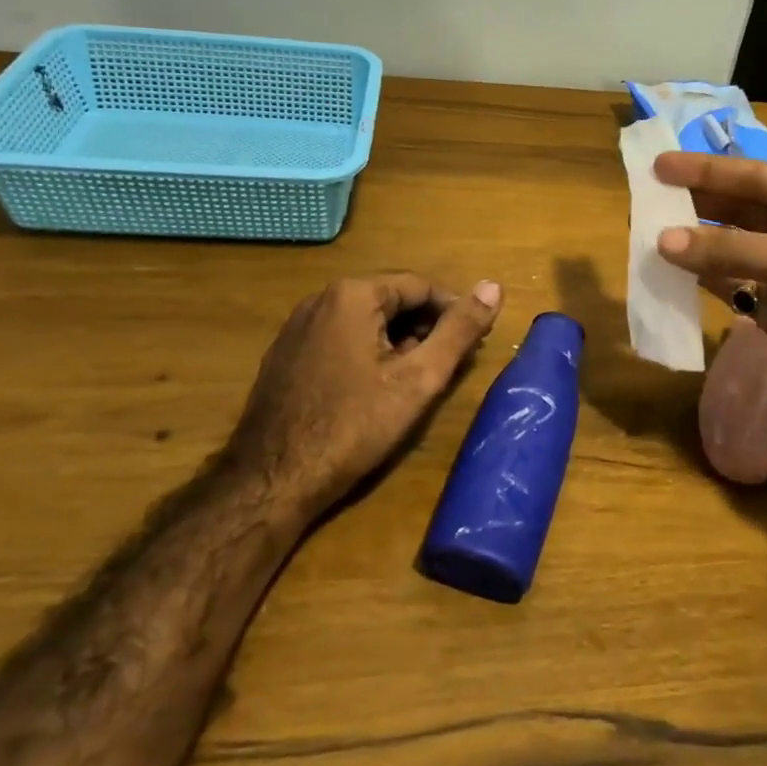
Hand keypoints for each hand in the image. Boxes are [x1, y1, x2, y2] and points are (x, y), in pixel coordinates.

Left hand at [232, 273, 501, 517]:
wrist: (272, 479)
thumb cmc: (354, 426)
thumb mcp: (419, 378)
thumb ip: (459, 330)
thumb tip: (494, 287)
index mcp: (353, 294)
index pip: (420, 286)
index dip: (453, 312)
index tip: (473, 342)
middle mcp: (320, 298)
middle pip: (390, 300)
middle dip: (424, 327)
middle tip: (446, 365)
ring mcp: (297, 326)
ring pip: (364, 320)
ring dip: (396, 341)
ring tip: (415, 380)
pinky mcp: (285, 354)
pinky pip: (338, 338)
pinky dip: (366, 352)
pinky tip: (374, 388)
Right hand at [653, 153, 766, 455]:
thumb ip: (730, 249)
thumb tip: (660, 242)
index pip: (755, 176)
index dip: (707, 170)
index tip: (659, 165)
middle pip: (739, 209)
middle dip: (695, 203)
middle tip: (645, 197)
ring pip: (729, 249)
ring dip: (693, 242)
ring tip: (646, 230)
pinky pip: (730, 286)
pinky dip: (700, 278)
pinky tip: (668, 268)